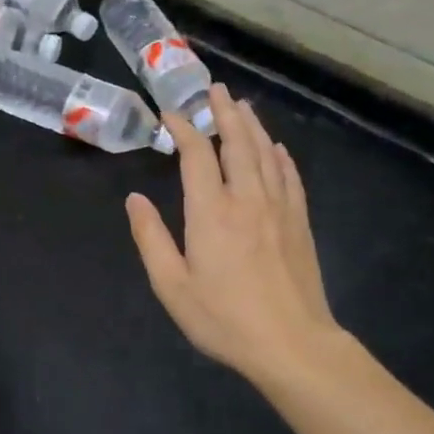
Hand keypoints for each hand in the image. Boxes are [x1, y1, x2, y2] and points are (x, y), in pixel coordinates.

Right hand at [126, 84, 352, 383]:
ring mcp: (278, 208)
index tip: (171, 115)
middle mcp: (246, 198)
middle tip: (216, 89)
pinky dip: (281, 157)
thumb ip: (150, 238)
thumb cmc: (225, 318)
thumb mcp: (172, 286)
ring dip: (252, 126)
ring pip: (266, 154)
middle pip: (237, 142)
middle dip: (224, 112)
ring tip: (242, 106)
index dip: (184, 128)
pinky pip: (290, 177)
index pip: (197, 154)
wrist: (293, 344)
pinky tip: (277, 148)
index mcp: (211, 211)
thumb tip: (134, 199)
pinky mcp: (299, 222)